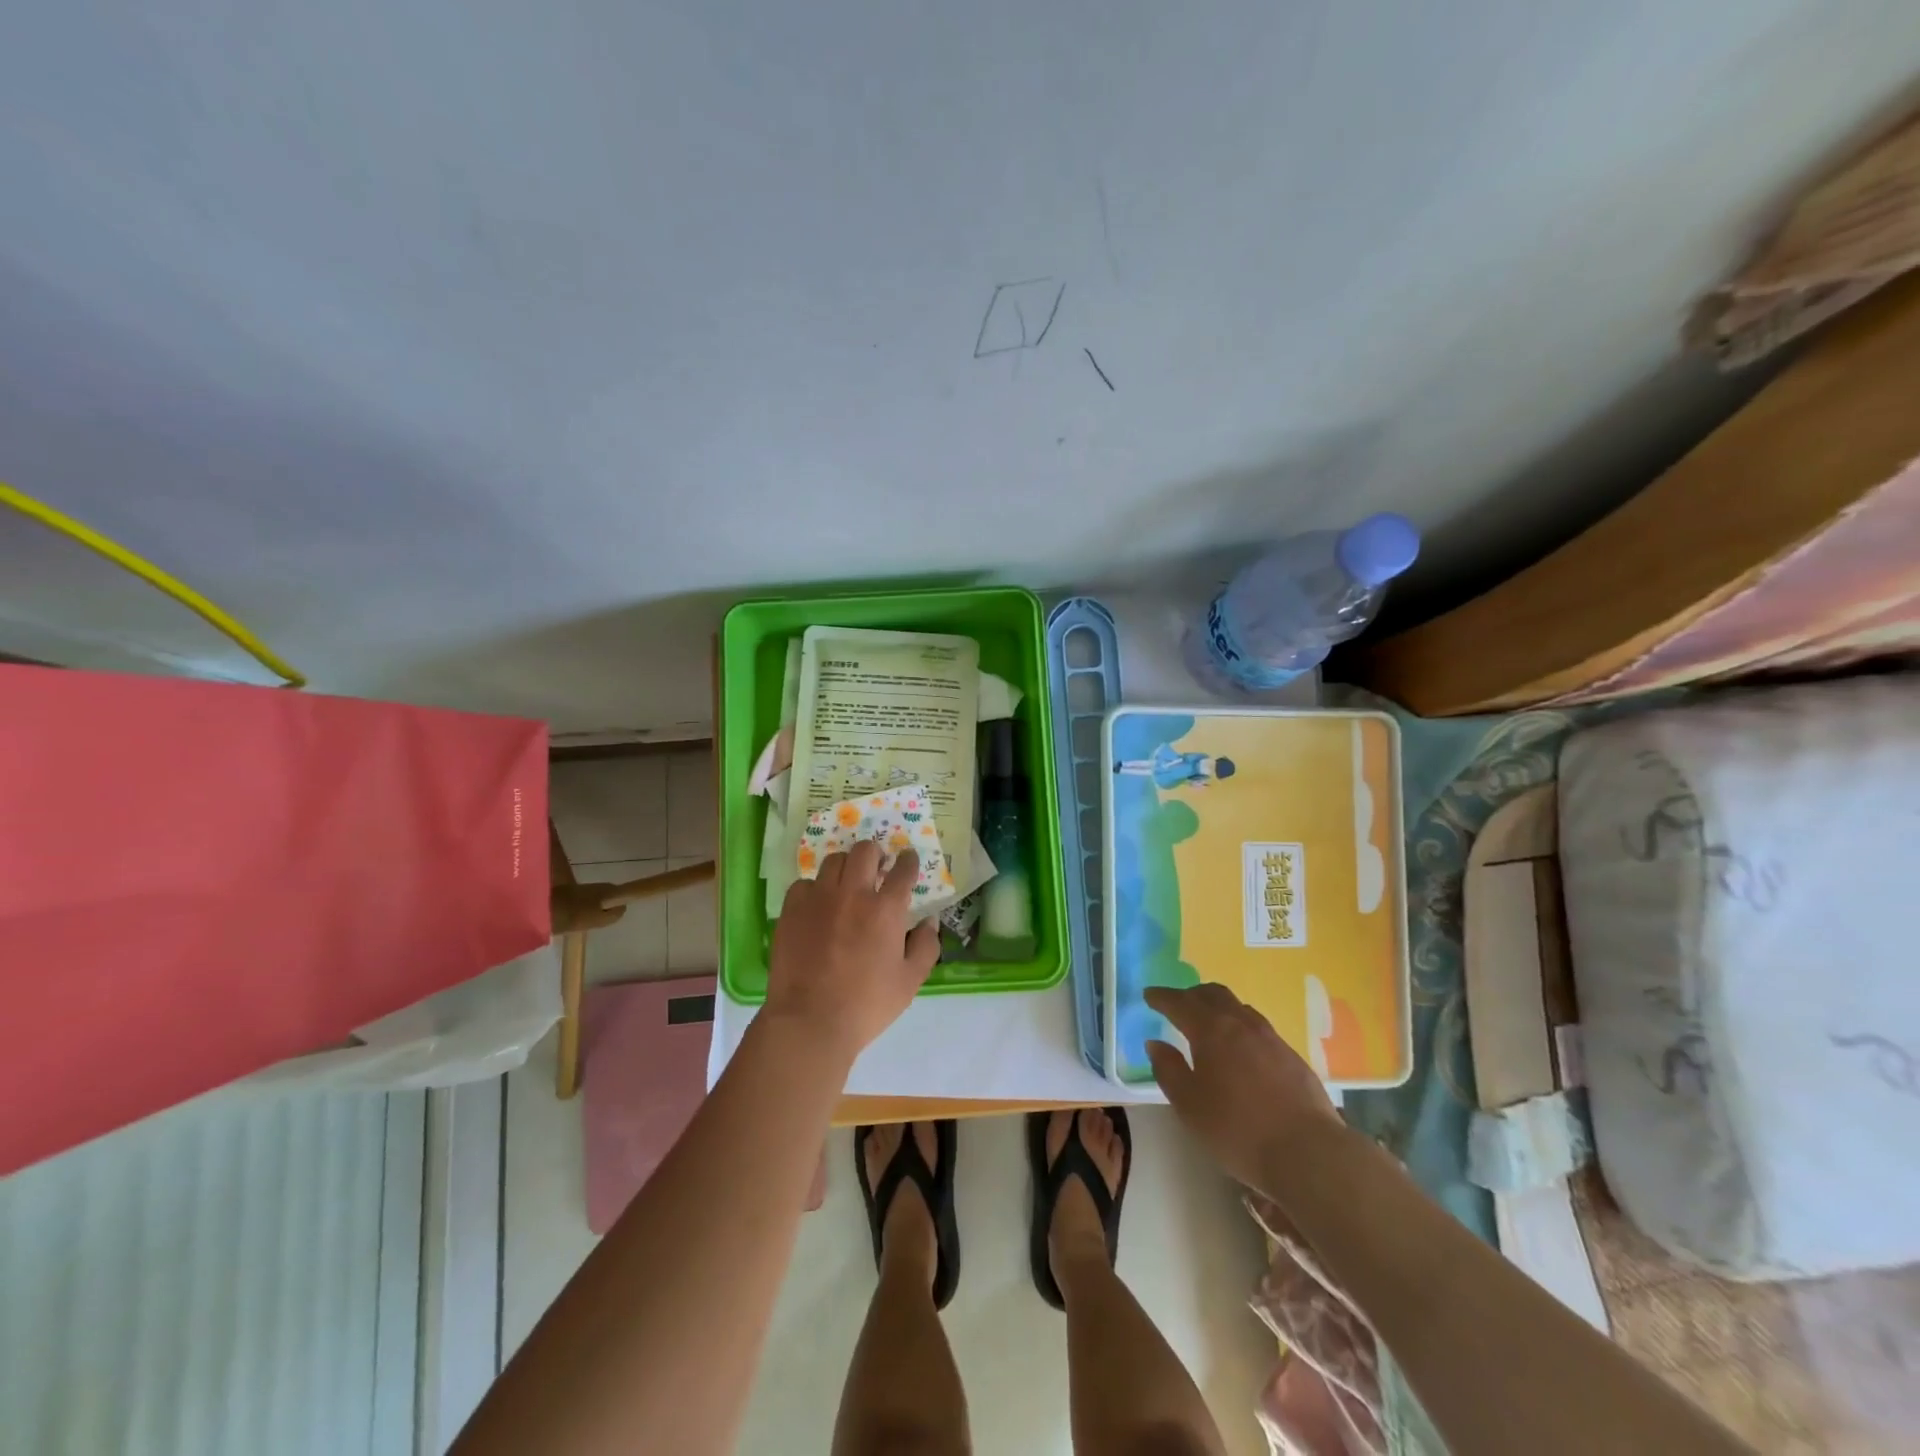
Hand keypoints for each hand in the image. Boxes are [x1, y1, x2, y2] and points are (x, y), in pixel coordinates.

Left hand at [765, 842, 940, 1065]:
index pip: (902, 870)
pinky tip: (817, 905)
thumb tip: (929, 922)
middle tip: (877, 868)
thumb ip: (925, 947)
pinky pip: (804, 884)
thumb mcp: (909, 982)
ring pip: (834, 861)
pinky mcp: (792, 909)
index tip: (908, 860)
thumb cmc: (866, 1005)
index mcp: (886, 910)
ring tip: (847, 883)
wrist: (810, 1021)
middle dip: (875, 854)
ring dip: (846, 867)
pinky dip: (815, 889)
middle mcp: (853, 894)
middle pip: (865, 851)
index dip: (908, 861)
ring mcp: (819, 898)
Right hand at [1145, 983, 1344, 1191]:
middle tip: (1178, 1004)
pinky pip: (1258, 1027)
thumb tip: (1155, 1044)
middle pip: (1213, 994)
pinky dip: (1241, 1026)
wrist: (1310, 1153)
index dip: (1162, 998)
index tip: (1149, 995)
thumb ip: (1169, 1070)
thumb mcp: (1189, 1106)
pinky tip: (1242, 1049)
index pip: (1180, 1003)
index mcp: (1211, 1030)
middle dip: (1191, 995)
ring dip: (1219, 1007)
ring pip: (1239, 1007)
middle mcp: (1241, 1024)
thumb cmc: (1238, 1130)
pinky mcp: (1292, 1057)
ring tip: (1210, 1023)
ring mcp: (1271, 1038)